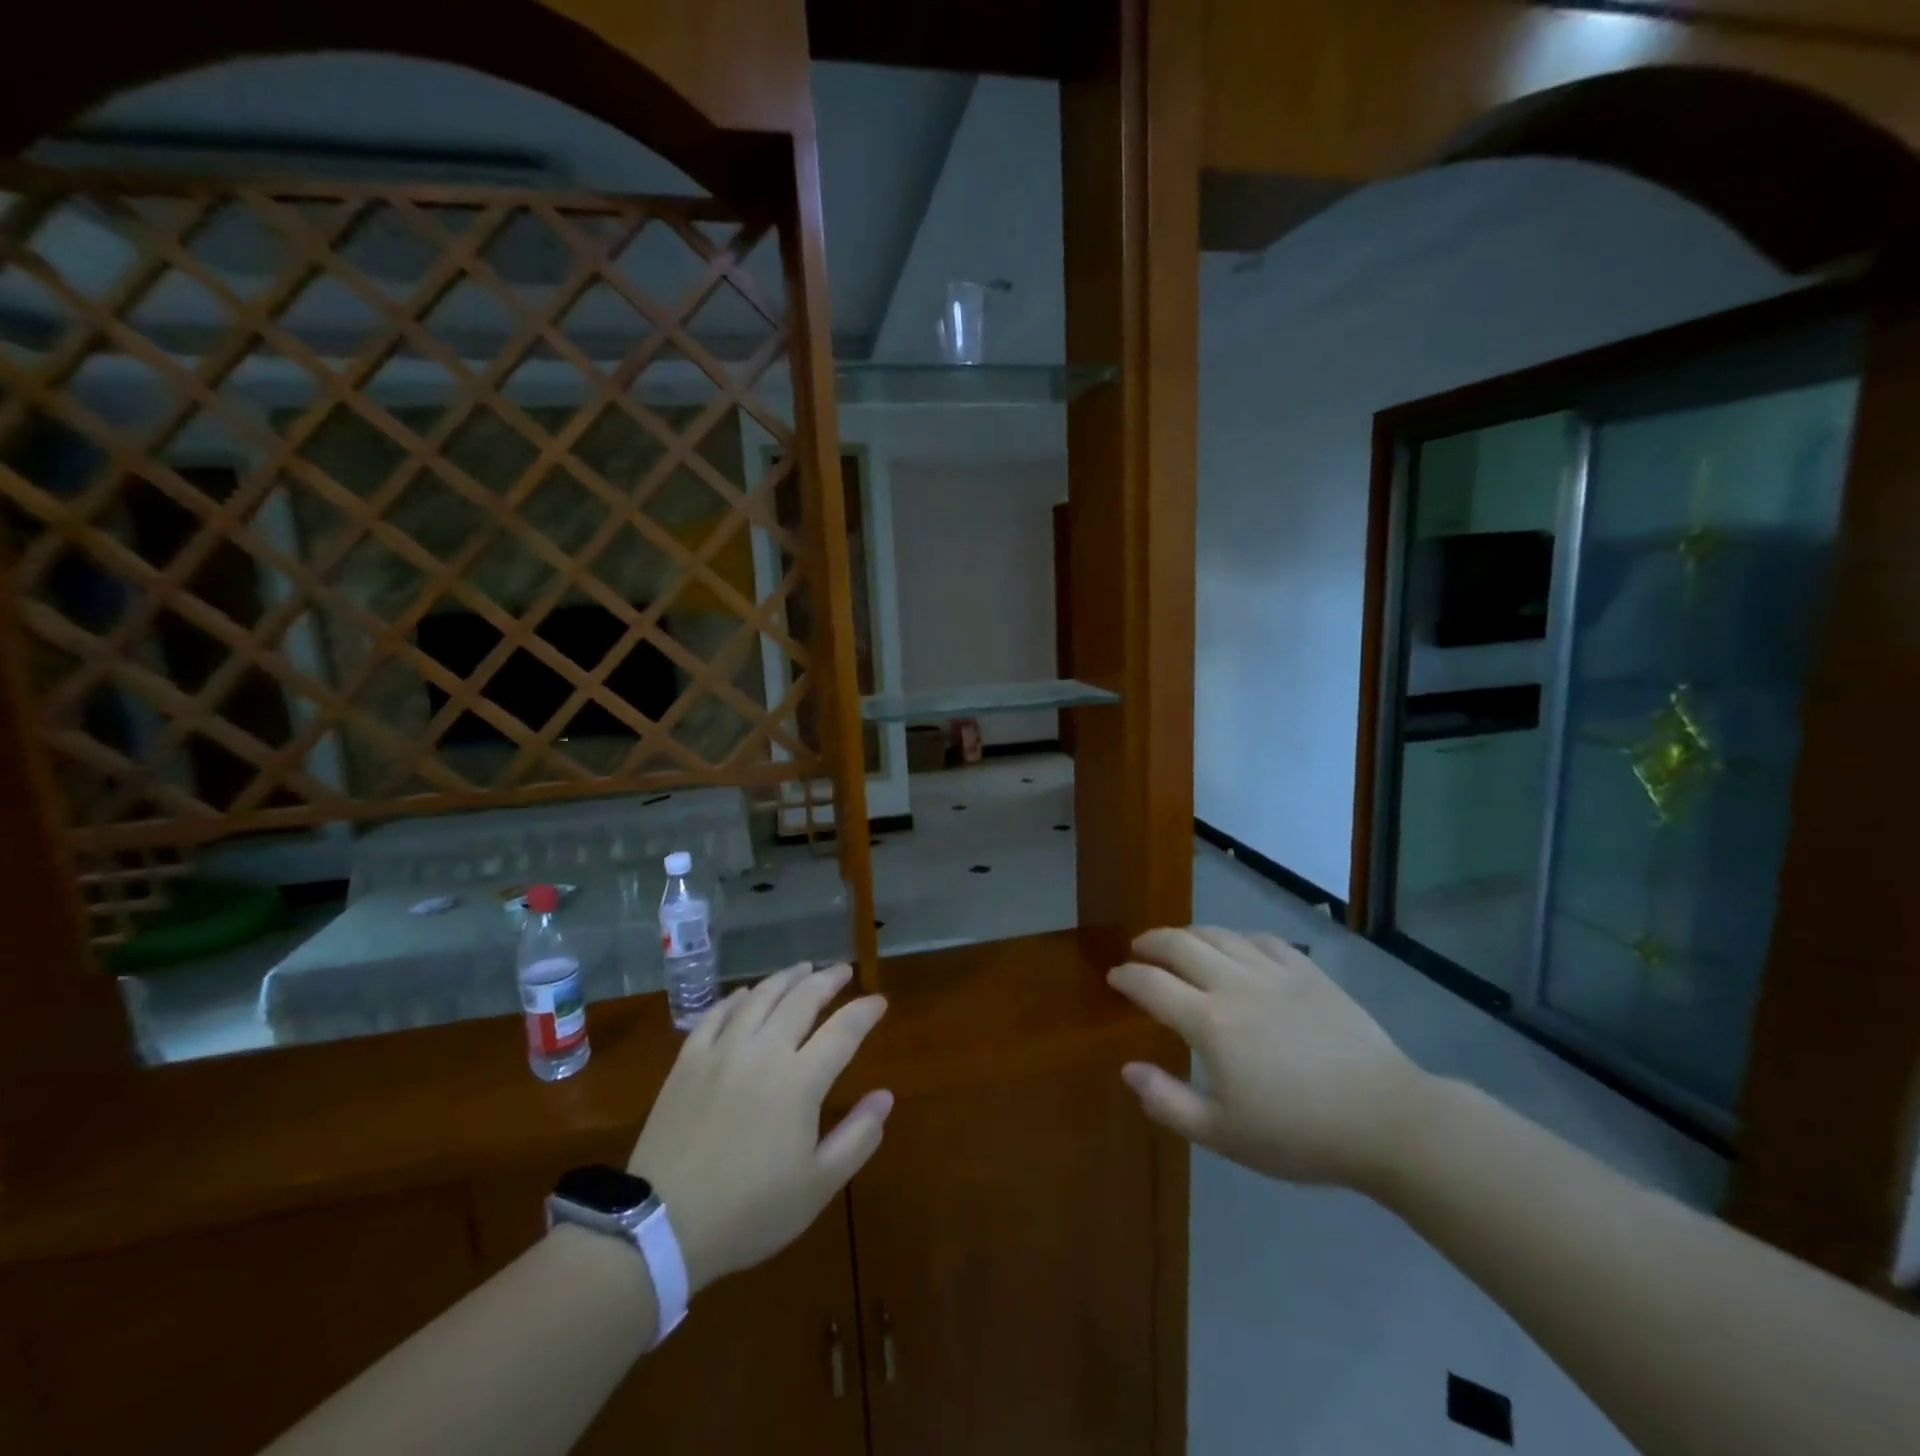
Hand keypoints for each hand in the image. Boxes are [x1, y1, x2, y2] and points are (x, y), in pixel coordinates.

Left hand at [628, 962, 890, 1294]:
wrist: (661, 1227)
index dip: (865, 1011)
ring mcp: (722, 1051)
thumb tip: (885, 1096)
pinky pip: (717, 1014)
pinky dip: (737, 998)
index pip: (843, 1030)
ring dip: (786, 978)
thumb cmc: (749, 1212)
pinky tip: (746, 994)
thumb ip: (857, 1137)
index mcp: (800, 1081)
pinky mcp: (688, 1061)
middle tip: (843, 970)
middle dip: (828, 980)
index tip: (879, 1002)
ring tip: (803, 968)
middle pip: (802, 999)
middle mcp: (763, 1052)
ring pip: (760, 997)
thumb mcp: (817, 1186)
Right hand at [1108, 927, 1427, 1192]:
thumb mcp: (1223, 1135)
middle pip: (1179, 945)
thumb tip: (1128, 1070)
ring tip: (1178, 944)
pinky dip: (1236, 938)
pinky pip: (1260, 939)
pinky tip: (1235, 947)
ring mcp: (1273, 972)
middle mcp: (1234, 984)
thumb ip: (1167, 1102)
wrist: (1385, 1119)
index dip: (1126, 977)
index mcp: (1209, 1022)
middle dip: (1150, 943)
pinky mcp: (1307, 971)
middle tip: (1138, 950)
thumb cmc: (1299, 1134)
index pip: (1151, 984)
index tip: (1114, 978)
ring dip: (1188, 934)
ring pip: (1218, 935)